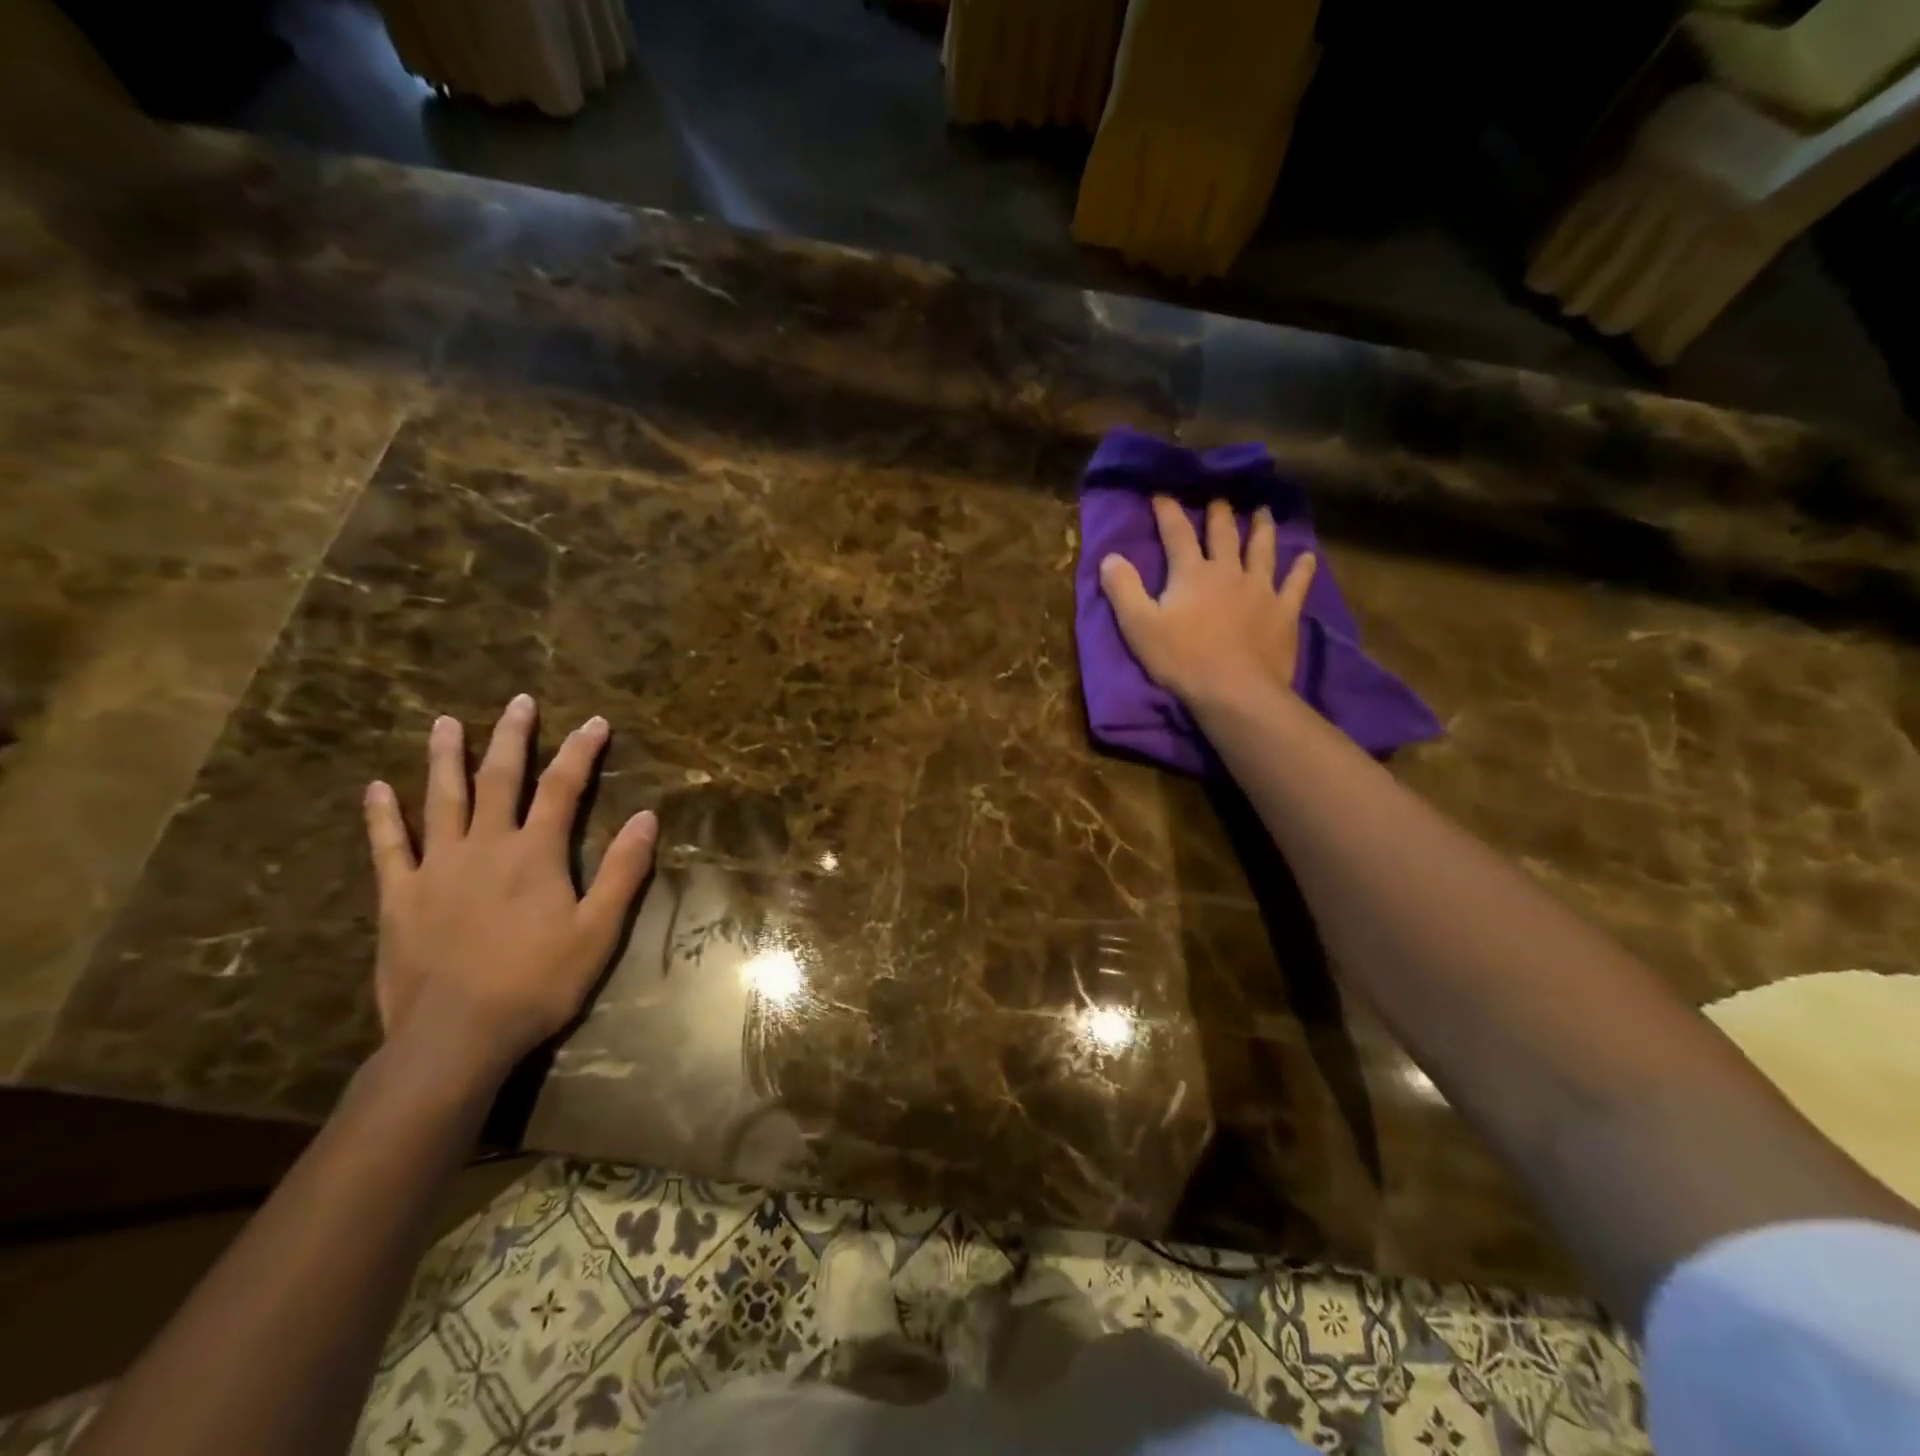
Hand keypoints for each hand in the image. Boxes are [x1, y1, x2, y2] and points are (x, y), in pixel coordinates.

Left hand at [362, 695, 658, 1080]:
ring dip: (445, 759)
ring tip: (444, 723)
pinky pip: (388, 847)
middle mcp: (485, 846)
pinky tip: (377, 789)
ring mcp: (436, 868)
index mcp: (535, 853)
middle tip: (519, 702)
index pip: (563, 788)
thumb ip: (623, 870)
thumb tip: (645, 817)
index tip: (596, 722)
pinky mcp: (399, 896)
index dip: (581, 751)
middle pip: (500, 779)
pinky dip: (383, 816)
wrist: (456, 1035)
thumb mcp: (599, 930)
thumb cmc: (538, 982)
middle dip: (513, 738)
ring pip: (441, 800)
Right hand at [1099, 497, 1317, 711]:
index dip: (1168, 511)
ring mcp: (1260, 590)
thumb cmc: (1182, 660)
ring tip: (1263, 512)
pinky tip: (1307, 558)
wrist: (1235, 691)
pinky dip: (1302, 569)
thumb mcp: (1139, 626)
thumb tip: (1110, 557)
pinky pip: (1295, 584)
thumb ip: (1123, 590)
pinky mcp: (1283, 612)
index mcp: (1192, 574)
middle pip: (1224, 534)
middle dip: (1219, 514)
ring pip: (1262, 550)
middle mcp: (1228, 572)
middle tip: (1219, 499)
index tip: (1162, 494)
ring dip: (1262, 529)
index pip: (1177, 533)